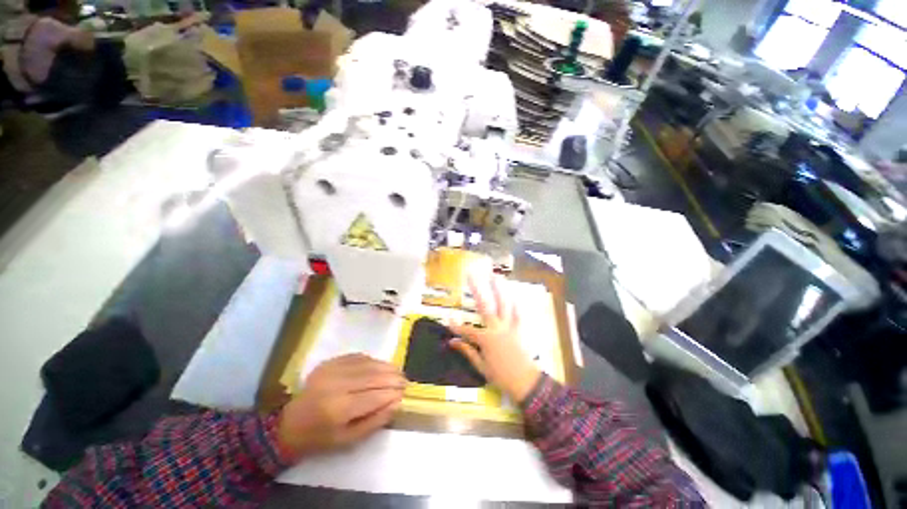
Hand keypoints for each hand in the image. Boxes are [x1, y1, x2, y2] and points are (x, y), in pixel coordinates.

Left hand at [276, 354, 404, 460]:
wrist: (289, 424)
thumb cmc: (320, 438)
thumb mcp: (348, 439)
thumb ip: (375, 421)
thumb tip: (397, 402)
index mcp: (339, 409)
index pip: (375, 395)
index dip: (393, 393)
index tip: (405, 393)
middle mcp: (336, 385)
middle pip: (374, 376)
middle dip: (393, 377)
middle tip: (405, 381)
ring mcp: (332, 370)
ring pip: (368, 364)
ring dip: (386, 367)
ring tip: (397, 372)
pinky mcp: (329, 362)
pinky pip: (358, 357)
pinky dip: (373, 361)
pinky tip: (380, 366)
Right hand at [448, 274, 540, 403]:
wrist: (526, 383)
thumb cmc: (501, 376)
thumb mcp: (481, 366)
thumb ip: (467, 351)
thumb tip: (452, 341)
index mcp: (485, 338)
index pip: (467, 330)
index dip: (456, 325)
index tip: (447, 317)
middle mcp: (496, 328)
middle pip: (485, 305)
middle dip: (477, 289)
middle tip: (472, 275)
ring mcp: (509, 326)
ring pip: (504, 304)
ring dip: (499, 289)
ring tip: (496, 276)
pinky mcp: (519, 329)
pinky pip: (518, 315)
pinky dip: (516, 305)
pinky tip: (514, 295)